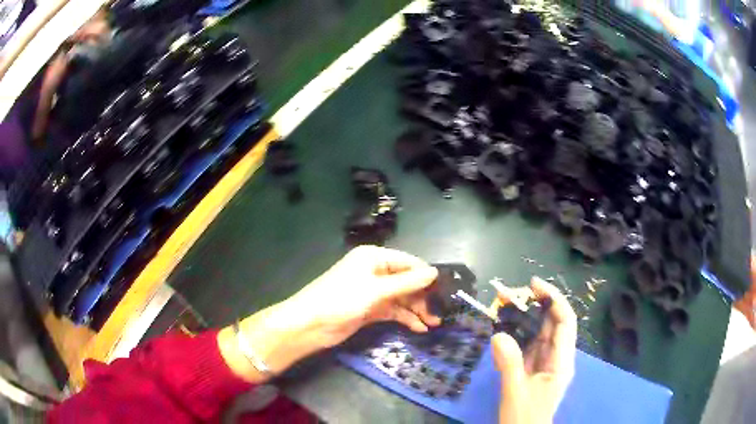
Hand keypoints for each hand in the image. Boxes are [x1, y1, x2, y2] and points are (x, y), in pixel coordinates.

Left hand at [288, 245, 440, 346]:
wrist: (310, 325)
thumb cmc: (342, 300)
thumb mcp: (376, 290)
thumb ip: (407, 283)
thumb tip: (434, 272)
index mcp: (374, 258)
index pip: (408, 262)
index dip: (426, 275)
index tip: (445, 290)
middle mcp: (375, 271)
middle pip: (406, 281)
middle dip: (422, 296)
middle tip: (440, 313)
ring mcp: (372, 292)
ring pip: (401, 298)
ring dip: (417, 309)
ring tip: (434, 323)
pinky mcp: (370, 309)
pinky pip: (393, 310)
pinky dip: (405, 318)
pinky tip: (419, 328)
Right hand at [491, 277, 576, 423]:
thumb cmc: (524, 416)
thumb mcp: (515, 392)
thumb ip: (509, 364)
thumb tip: (498, 334)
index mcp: (561, 361)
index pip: (565, 321)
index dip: (554, 299)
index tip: (534, 285)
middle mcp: (557, 356)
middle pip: (552, 322)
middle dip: (536, 303)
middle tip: (511, 292)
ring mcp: (546, 361)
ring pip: (539, 330)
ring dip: (525, 315)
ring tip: (504, 302)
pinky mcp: (533, 366)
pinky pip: (528, 343)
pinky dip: (517, 331)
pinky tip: (504, 324)